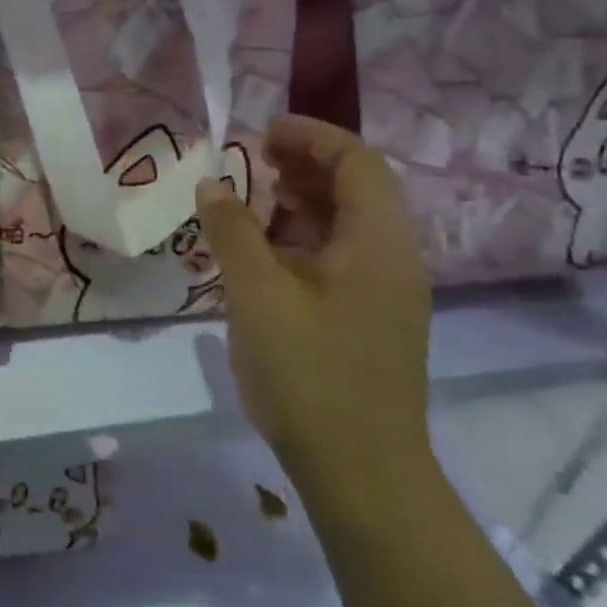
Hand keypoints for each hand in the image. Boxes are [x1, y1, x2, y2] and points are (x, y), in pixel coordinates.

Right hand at [195, 114, 435, 514]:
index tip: (261, 130)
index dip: (311, 135)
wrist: (361, 475)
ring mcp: (386, 293)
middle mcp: (394, 259)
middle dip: (306, 162)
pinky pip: (341, 256)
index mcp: (379, 243)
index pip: (357, 161)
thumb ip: (233, 232)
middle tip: (253, 158)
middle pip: (358, 187)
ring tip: (254, 197)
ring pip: (349, 223)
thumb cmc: (310, 375)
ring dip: (304, 199)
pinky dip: (305, 237)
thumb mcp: (258, 295)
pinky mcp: (371, 319)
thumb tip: (212, 184)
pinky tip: (266, 251)